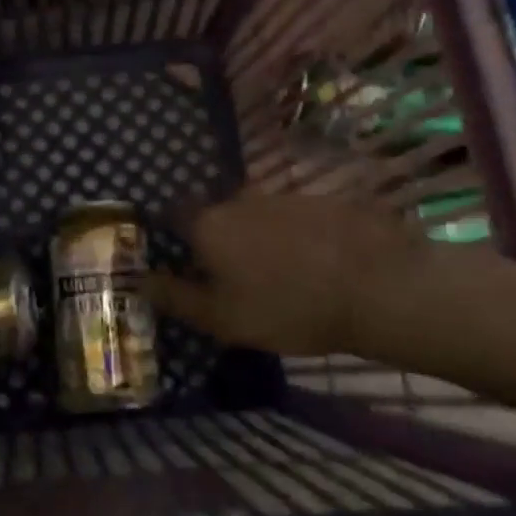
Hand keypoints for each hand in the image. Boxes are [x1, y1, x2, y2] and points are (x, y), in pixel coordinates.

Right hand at [147, 190, 466, 355]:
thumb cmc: (287, 308)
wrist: (376, 286)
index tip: (182, 259)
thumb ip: (177, 298)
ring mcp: (282, 196)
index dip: (173, 235)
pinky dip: (293, 236)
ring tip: (277, 274)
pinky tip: (312, 263)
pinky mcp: (320, 201)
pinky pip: (293, 218)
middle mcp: (239, 200)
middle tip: (233, 276)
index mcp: (209, 226)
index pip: (174, 216)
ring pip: (256, 216)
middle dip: (219, 240)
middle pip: (217, 216)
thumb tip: (139, 281)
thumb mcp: (222, 318)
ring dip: (258, 238)